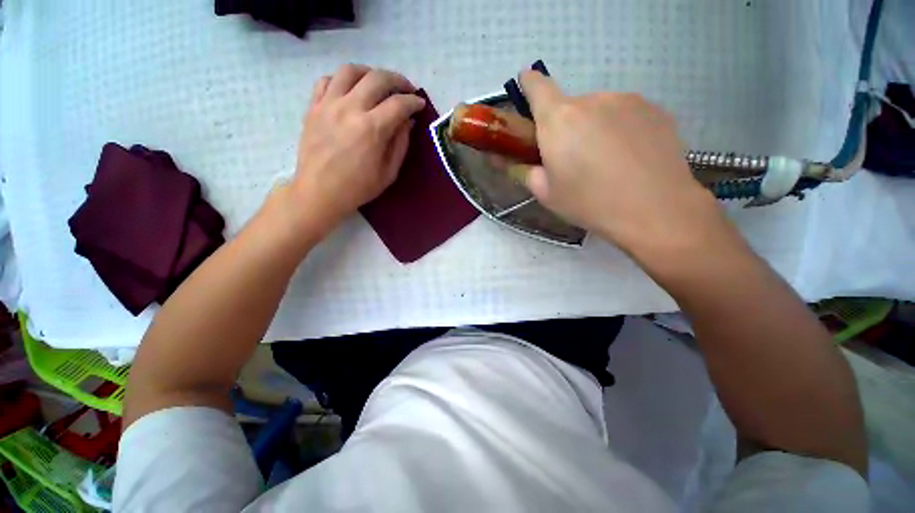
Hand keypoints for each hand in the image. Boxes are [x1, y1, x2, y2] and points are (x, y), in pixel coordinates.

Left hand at [285, 64, 425, 238]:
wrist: (319, 192)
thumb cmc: (358, 187)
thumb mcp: (389, 173)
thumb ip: (401, 144)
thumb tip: (408, 122)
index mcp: (372, 129)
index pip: (399, 104)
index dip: (413, 101)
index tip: (419, 105)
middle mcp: (350, 108)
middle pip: (377, 78)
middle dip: (398, 80)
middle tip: (406, 89)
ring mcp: (328, 104)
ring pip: (350, 71)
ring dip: (369, 73)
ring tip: (378, 83)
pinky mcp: (313, 107)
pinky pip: (326, 80)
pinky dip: (342, 80)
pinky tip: (350, 91)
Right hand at [518, 71, 729, 260]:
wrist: (655, 210)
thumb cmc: (589, 203)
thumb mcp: (546, 194)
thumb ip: (526, 171)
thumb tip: (517, 161)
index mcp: (559, 120)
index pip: (537, 86)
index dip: (528, 85)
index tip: (526, 89)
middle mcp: (592, 99)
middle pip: (569, 106)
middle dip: (565, 127)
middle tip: (574, 159)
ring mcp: (627, 100)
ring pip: (599, 110)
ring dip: (594, 128)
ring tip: (606, 162)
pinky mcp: (655, 109)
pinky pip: (625, 114)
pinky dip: (620, 129)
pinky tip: (630, 158)